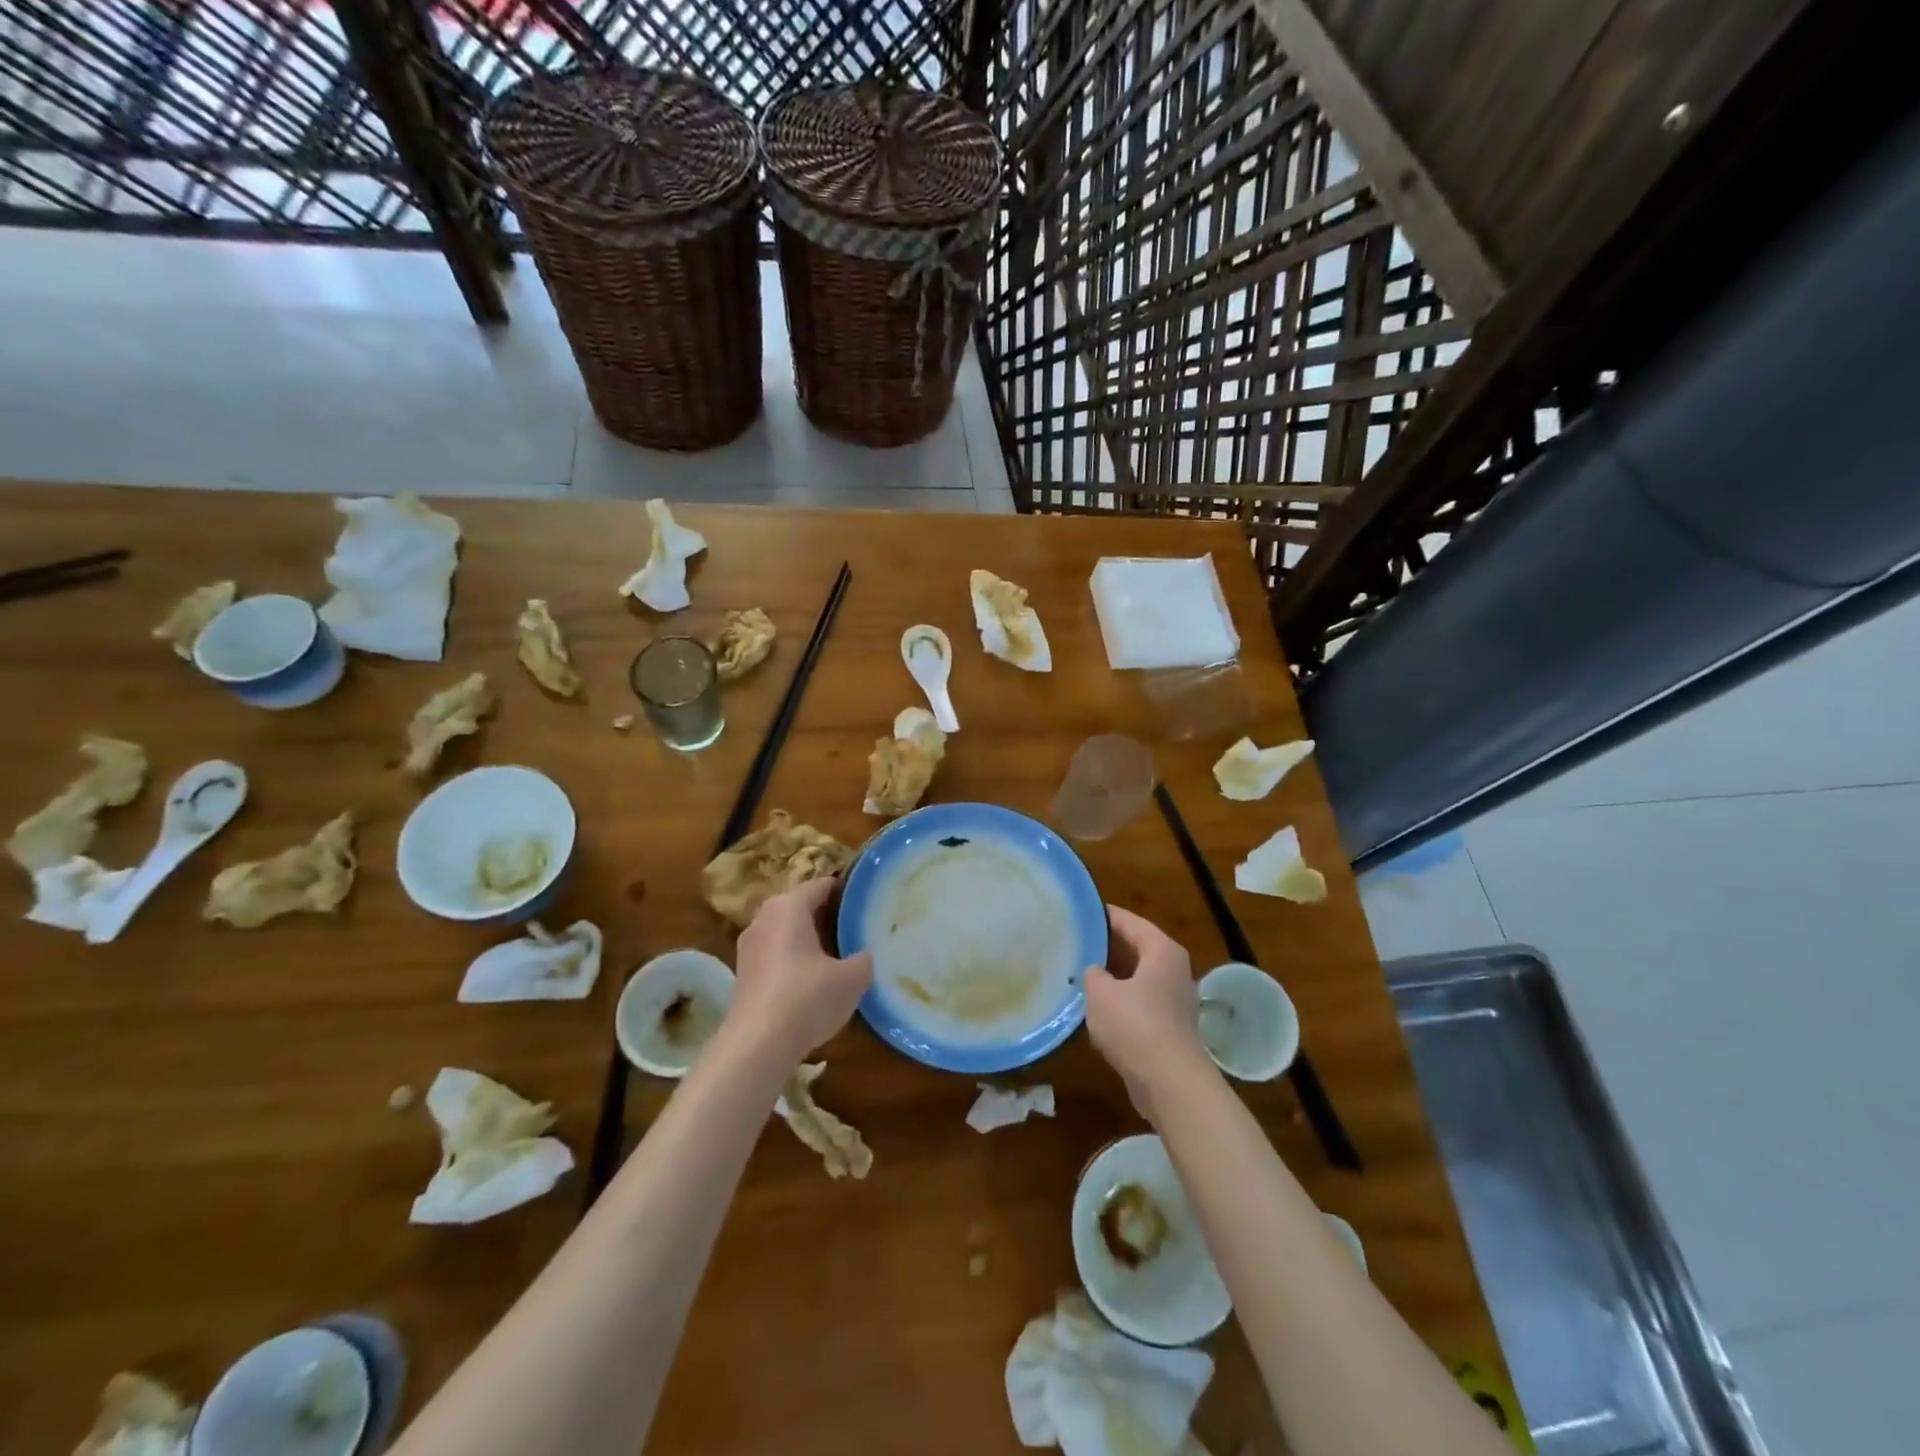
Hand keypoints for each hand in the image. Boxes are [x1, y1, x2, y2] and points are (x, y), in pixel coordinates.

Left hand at [728, 878, 873, 1067]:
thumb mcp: (853, 978)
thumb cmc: (808, 997)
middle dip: (827, 916)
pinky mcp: (743, 974)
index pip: (822, 885)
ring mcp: (749, 947)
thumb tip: (863, 955)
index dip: (846, 891)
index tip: (867, 902)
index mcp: (789, 906)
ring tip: (838, 956)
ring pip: (786, 933)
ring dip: (808, 941)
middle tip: (856, 929)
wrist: (758, 1045)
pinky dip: (793, 962)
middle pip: (801, 907)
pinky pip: (775, 956)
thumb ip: (863, 959)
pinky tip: (812, 983)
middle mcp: (764, 918)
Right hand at [1084, 905, 1212, 1120]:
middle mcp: (1172, 970)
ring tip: (1077, 973)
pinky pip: (1138, 1003)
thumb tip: (1094, 971)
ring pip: (1135, 978)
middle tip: (1073, 942)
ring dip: (1110, 978)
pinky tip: (1093, 1009)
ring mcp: (1172, 1000)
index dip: (1103, 916)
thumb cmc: (1135, 1025)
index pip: (1129, 922)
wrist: (1170, 1083)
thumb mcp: (1101, 992)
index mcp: (1162, 951)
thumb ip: (1092, 973)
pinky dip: (1118, 1002)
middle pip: (1134, 949)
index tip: (1079, 912)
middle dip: (1105, 948)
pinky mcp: (1167, 1027)